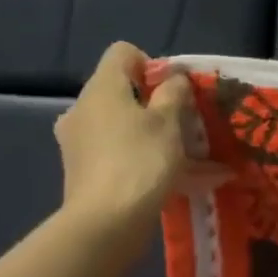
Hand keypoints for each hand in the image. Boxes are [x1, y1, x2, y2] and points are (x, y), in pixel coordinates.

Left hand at [54, 42, 195, 234]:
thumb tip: (173, 79)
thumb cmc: (140, 160)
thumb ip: (174, 92)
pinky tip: (186, 182)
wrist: (106, 222)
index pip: (123, 53)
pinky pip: (123, 156)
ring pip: (126, 127)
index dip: (153, 64)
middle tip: (187, 124)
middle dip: (158, 105)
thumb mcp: (169, 121)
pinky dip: (149, 162)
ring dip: (158, 136)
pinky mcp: (86, 172)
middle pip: (124, 92)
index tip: (174, 90)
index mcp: (102, 88)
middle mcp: (84, 109)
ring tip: (196, 157)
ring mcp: (81, 143)